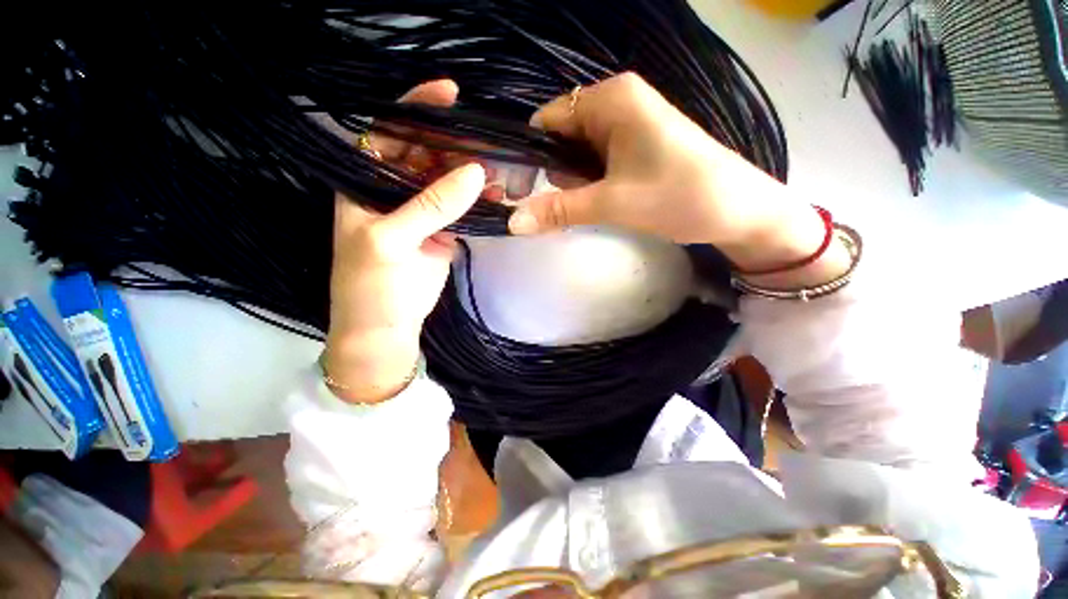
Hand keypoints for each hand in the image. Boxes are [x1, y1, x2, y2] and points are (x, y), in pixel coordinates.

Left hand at [324, 80, 486, 403]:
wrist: (387, 327)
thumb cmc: (371, 286)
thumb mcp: (391, 241)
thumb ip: (431, 205)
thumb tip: (475, 171)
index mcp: (364, 182)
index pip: (389, 133)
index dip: (416, 110)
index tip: (450, 94)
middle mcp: (392, 189)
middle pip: (425, 153)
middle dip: (454, 143)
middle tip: (488, 139)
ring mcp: (421, 211)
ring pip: (448, 180)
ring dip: (471, 172)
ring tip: (500, 167)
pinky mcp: (442, 231)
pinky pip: (461, 207)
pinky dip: (478, 199)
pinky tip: (496, 193)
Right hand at [509, 73, 847, 284]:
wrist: (738, 211)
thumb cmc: (678, 196)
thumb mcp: (612, 203)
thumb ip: (559, 209)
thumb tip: (512, 222)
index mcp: (611, 99)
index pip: (547, 120)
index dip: (529, 156)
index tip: (521, 191)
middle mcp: (617, 102)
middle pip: (561, 137)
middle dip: (560, 174)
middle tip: (578, 200)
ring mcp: (628, 123)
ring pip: (579, 153)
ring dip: (577, 182)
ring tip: (600, 201)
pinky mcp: (636, 144)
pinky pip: (598, 160)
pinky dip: (593, 183)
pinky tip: (608, 199)